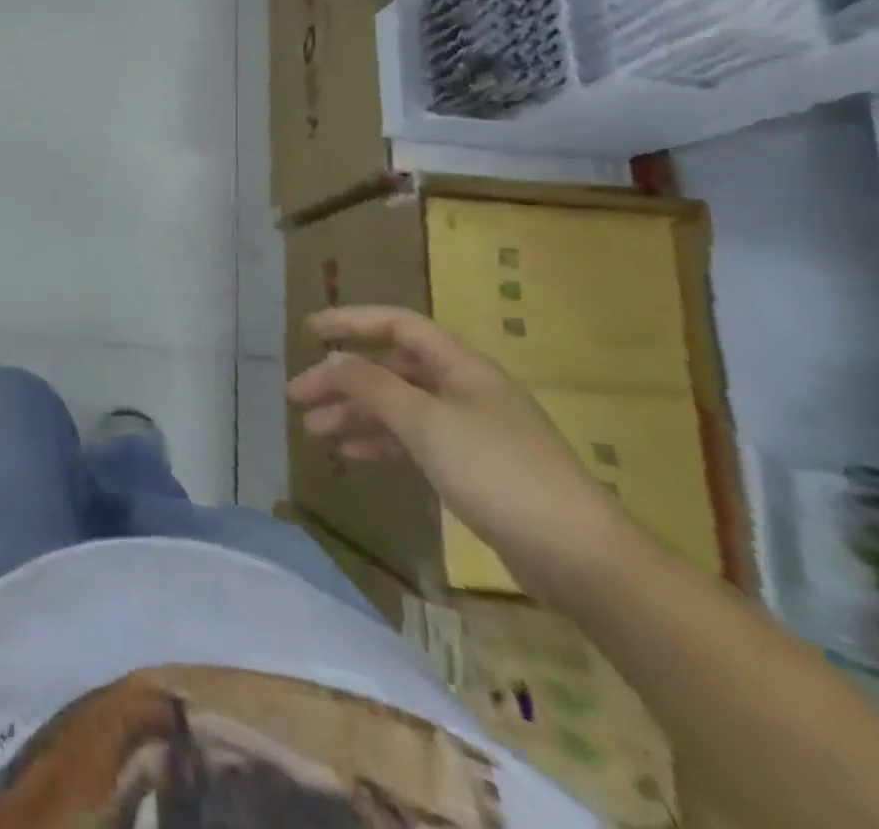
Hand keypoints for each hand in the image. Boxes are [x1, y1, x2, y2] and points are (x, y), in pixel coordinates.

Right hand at [286, 306, 633, 600]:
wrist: (580, 558)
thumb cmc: (498, 472)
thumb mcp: (425, 422)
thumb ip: (371, 386)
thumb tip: (331, 361)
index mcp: (460, 366)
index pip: (397, 325)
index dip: (351, 322)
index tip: (308, 332)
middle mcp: (463, 389)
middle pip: (390, 369)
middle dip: (342, 380)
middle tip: (298, 399)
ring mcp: (469, 429)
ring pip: (397, 407)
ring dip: (355, 415)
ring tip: (314, 433)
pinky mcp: (472, 468)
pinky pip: (412, 440)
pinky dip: (380, 443)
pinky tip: (351, 455)